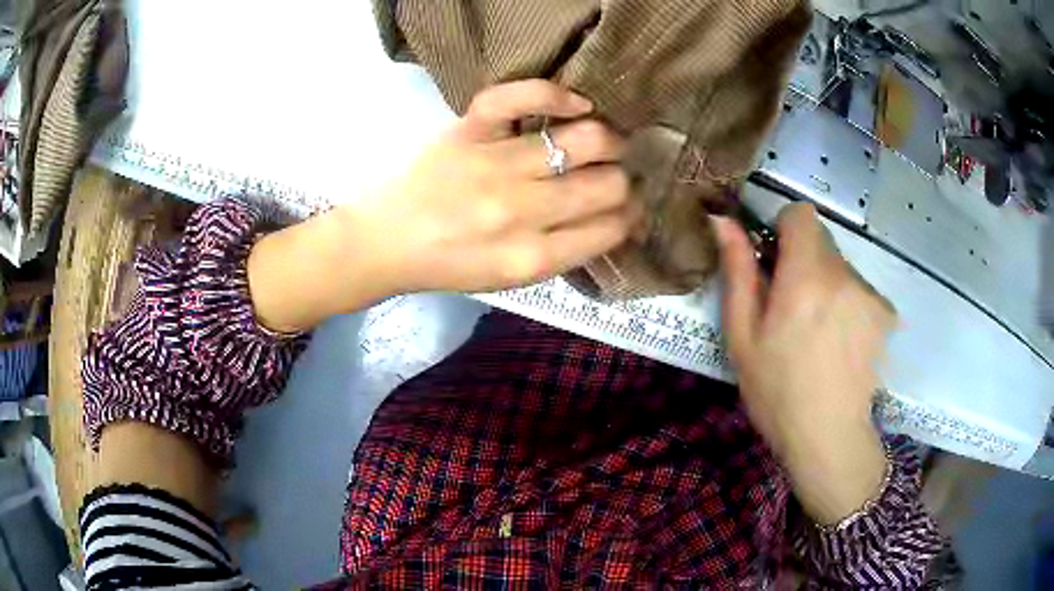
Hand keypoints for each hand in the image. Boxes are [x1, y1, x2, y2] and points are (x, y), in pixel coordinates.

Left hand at [248, 80, 638, 331]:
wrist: (385, 242)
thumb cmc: (448, 265)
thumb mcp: (508, 280)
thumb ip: (563, 253)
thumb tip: (615, 221)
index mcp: (531, 257)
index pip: (610, 227)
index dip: (630, 215)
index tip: (630, 207)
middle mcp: (520, 211)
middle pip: (609, 184)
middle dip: (625, 181)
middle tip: (616, 176)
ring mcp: (494, 164)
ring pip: (585, 140)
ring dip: (609, 140)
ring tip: (605, 142)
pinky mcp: (469, 130)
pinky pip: (520, 97)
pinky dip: (554, 94)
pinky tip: (575, 104)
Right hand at [714, 204, 894, 524]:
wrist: (829, 438)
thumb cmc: (777, 393)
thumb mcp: (743, 337)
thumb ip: (738, 272)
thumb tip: (722, 220)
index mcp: (806, 278)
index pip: (801, 214)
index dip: (784, 228)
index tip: (774, 260)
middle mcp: (844, 276)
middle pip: (822, 240)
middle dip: (803, 260)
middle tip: (791, 307)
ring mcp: (870, 294)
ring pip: (841, 265)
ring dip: (826, 283)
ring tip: (816, 333)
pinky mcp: (885, 313)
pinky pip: (858, 288)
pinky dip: (846, 302)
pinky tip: (839, 343)